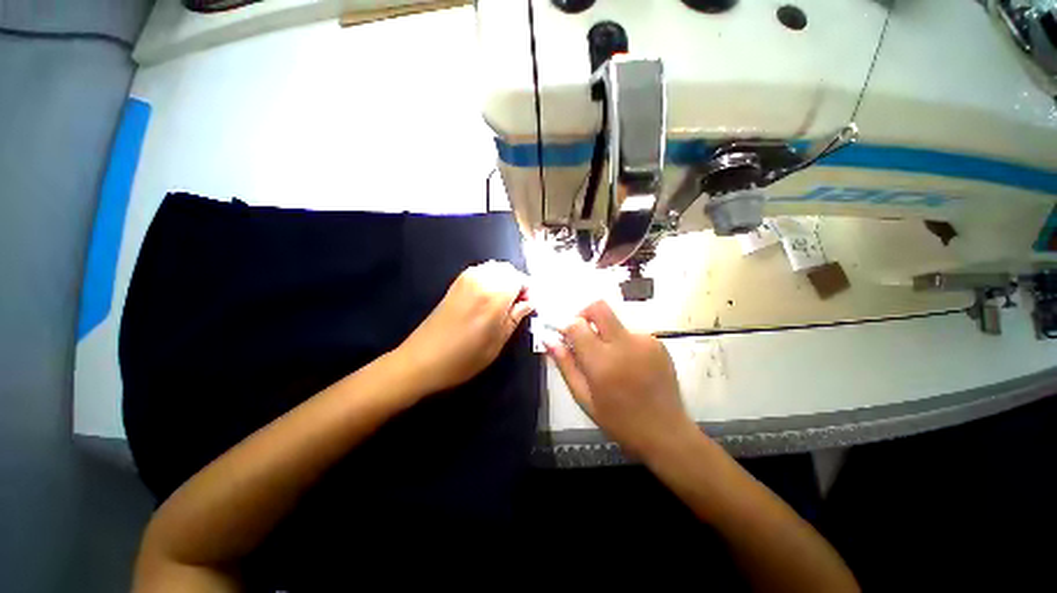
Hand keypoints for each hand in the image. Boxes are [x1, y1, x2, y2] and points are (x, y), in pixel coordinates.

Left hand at [396, 261, 533, 396]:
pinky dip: (490, 279)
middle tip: (517, 305)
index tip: (528, 306)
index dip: (528, 290)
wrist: (422, 360)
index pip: (520, 278)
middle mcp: (480, 279)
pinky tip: (487, 299)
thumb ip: (516, 317)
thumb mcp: (498, 342)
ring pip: (494, 268)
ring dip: (503, 281)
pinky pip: (481, 272)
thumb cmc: (464, 357)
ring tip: (502, 303)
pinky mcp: (455, 283)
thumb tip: (529, 302)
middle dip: (516, 283)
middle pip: (507, 269)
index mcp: (493, 294)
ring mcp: (465, 279)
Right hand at [548, 300, 695, 457]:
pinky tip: (629, 366)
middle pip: (599, 307)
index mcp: (602, 362)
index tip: (563, 334)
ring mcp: (644, 341)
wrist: (666, 432)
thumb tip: (549, 339)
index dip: (565, 325)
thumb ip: (565, 365)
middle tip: (582, 333)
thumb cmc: (619, 420)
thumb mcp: (584, 398)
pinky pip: (631, 333)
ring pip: (614, 322)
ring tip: (611, 362)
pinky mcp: (658, 343)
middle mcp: (624, 344)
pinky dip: (623, 343)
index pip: (576, 325)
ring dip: (605, 334)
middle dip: (584, 314)